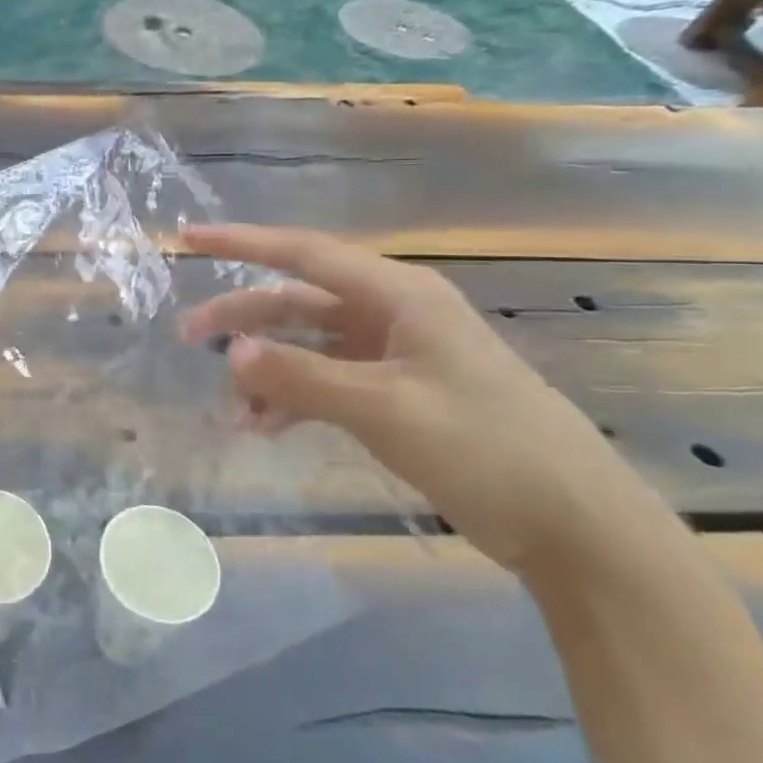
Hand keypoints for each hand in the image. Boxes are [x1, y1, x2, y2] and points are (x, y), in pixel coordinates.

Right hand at [178, 224, 657, 577]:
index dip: (242, 241)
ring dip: (265, 369)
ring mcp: (393, 354)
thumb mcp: (384, 408)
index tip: (188, 237)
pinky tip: (265, 426)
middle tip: (186, 336)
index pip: (304, 253)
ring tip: (230, 408)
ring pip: (306, 345)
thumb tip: (229, 351)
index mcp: (399, 295)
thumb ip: (301, 377)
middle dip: (241, 317)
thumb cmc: (485, 447)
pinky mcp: (395, 392)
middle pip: (297, 301)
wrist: (575, 525)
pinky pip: (324, 380)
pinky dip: (291, 398)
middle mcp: (392, 313)